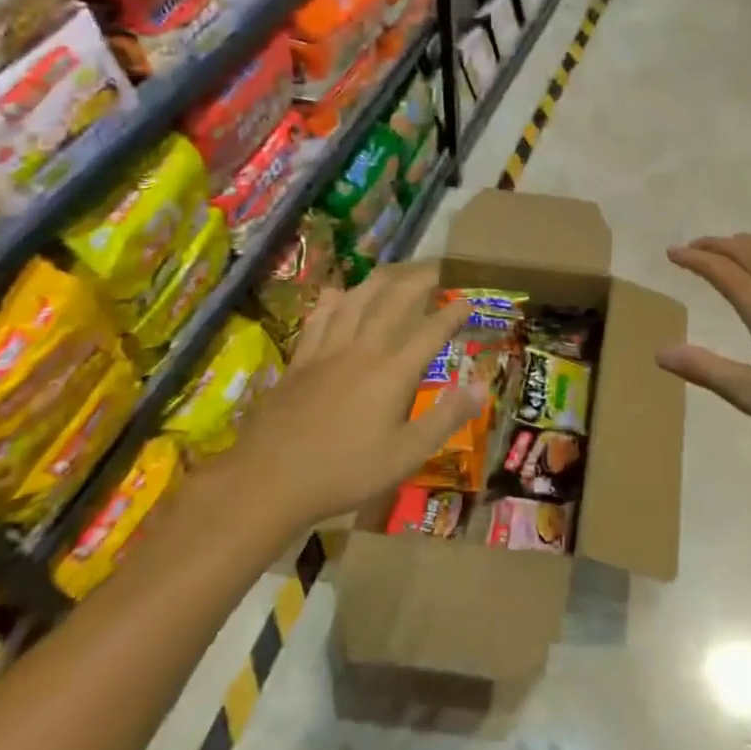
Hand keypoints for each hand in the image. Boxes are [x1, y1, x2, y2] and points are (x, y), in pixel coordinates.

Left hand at [210, 266, 476, 533]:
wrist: (268, 479)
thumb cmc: (345, 472)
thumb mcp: (406, 455)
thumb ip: (446, 418)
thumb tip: (481, 387)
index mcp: (393, 372)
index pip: (431, 332)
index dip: (453, 314)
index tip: (469, 301)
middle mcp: (363, 350)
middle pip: (394, 302)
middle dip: (418, 281)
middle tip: (436, 270)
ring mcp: (327, 351)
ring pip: (356, 301)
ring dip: (378, 281)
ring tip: (394, 271)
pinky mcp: (300, 360)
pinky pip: (319, 319)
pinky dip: (332, 301)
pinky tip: (336, 294)